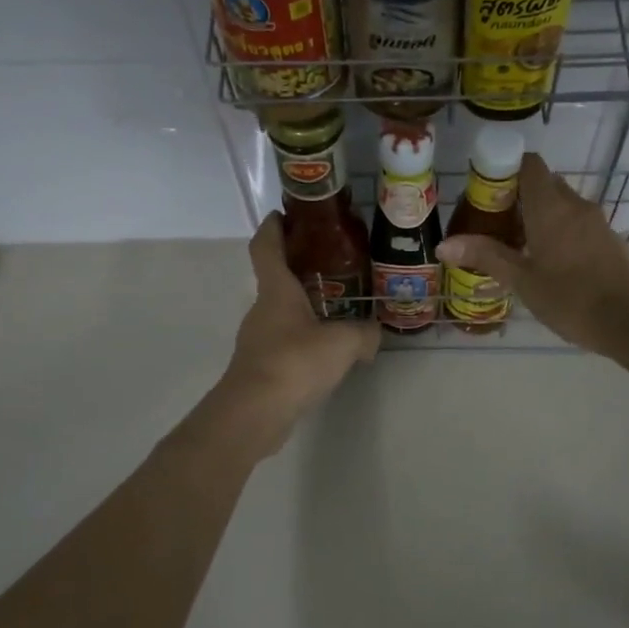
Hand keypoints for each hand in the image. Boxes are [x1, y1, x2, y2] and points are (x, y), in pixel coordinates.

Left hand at [218, 213, 380, 454]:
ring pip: (282, 314)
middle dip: (300, 269)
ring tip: (339, 310)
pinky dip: (304, 340)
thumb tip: (374, 335)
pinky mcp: (261, 368)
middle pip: (277, 280)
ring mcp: (258, 340)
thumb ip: (364, 333)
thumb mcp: (343, 343)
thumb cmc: (294, 363)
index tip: (284, 214)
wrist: (254, 413)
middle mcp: (262, 310)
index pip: (266, 247)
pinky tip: (328, 353)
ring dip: (305, 308)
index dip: (273, 227)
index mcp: (276, 291)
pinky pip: (285, 343)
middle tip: (335, 266)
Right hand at [436, 153, 628, 358]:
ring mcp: (596, 221)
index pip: (529, 164)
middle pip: (543, 183)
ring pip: (560, 204)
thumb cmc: (570, 298)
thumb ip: (486, 256)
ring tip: (514, 245)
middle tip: (493, 222)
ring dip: (537, 215)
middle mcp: (575, 204)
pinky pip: (575, 222)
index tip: (485, 192)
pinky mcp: (607, 239)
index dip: (505, 169)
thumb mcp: (522, 280)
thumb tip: (444, 245)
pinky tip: (544, 260)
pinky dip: (556, 229)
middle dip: (517, 196)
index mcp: (551, 206)